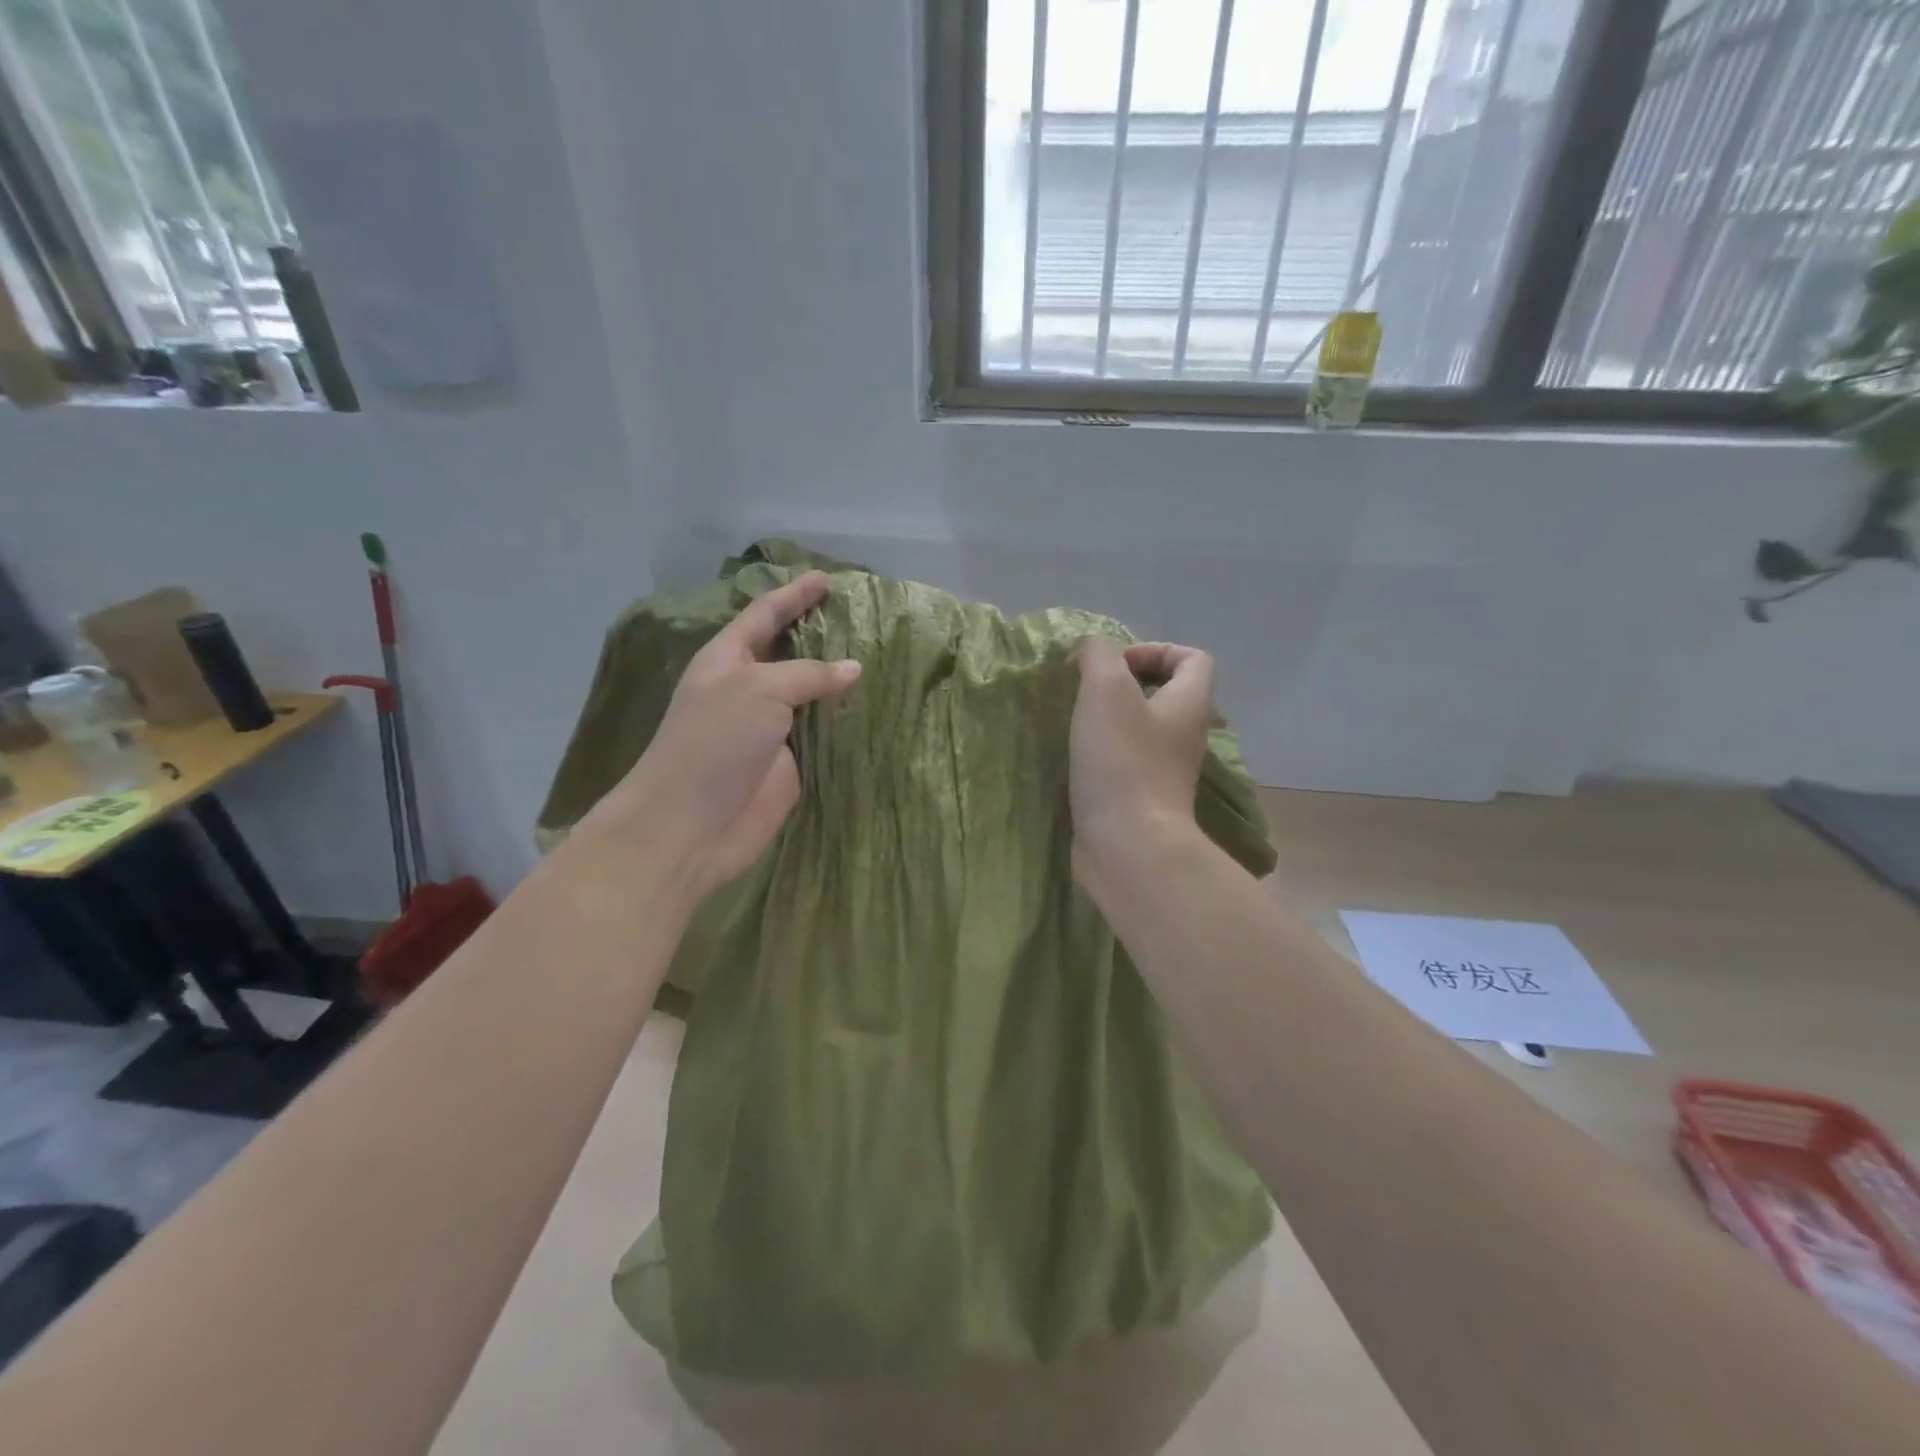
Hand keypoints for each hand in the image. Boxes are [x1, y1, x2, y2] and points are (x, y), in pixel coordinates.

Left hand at [585, 571, 860, 899]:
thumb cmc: (715, 742)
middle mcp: (750, 688)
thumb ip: (809, 674)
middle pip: (790, 652)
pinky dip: (846, 720)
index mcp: (728, 659)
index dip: (794, 595)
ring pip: (811, 694)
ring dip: (839, 678)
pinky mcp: (791, 763)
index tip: (826, 579)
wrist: (691, 824)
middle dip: (819, 633)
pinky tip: (874, 706)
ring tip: (879, 655)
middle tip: (860, 615)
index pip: (765, 615)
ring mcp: (771, 728)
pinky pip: (823, 734)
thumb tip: (854, 668)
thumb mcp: (759, 690)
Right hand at [1068, 638, 1214, 892]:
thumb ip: (1097, 655)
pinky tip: (1073, 759)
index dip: (1156, 649)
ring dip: (1108, 721)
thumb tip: (1088, 651)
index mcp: (1189, 705)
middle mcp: (1184, 737)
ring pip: (1141, 731)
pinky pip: (1124, 764)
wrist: (1127, 846)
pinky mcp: (1140, 801)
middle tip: (1086, 692)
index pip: (1193, 659)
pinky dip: (1100, 755)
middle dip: (1124, 686)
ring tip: (1073, 722)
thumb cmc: (1122, 762)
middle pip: (1165, 695)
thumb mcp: (1105, 689)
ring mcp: (1164, 773)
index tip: (1115, 665)